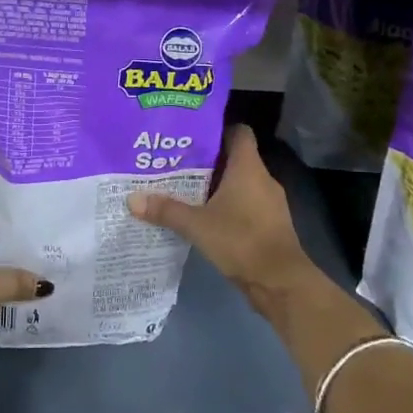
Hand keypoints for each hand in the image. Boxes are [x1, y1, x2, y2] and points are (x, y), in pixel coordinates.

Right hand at [127, 125, 319, 313]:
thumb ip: (166, 210)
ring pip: (240, 183)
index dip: (217, 129)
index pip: (238, 132)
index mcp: (248, 167)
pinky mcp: (270, 224)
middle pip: (235, 158)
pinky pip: (246, 204)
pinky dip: (228, 206)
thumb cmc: (240, 240)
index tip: (192, 135)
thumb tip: (132, 199)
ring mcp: (270, 202)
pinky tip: (205, 217)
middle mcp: (262, 178)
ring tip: (186, 189)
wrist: (281, 282)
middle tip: (177, 163)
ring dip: (217, 185)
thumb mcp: (197, 225)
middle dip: (208, 160)